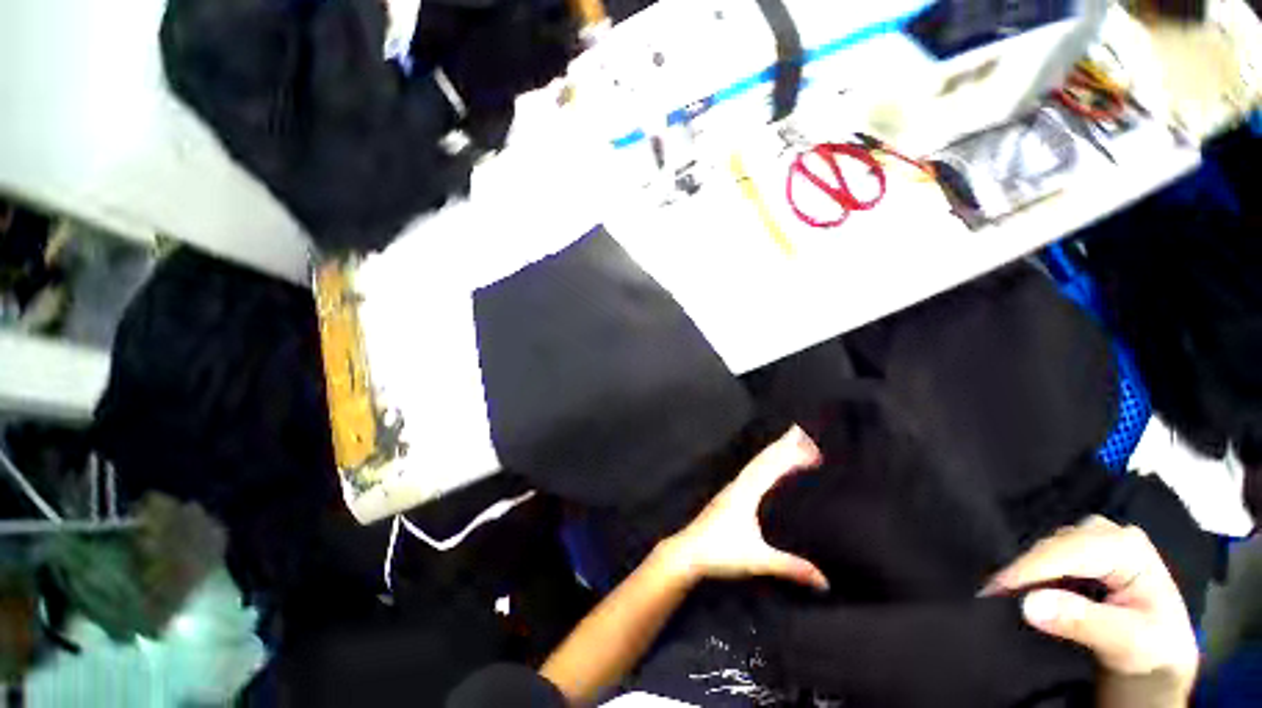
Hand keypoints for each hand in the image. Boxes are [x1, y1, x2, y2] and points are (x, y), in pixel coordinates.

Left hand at [663, 426, 828, 590]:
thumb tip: (824, 581)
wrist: (687, 552)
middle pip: (763, 459)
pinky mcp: (727, 497)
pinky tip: (763, 468)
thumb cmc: (719, 552)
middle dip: (781, 444)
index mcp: (746, 493)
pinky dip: (762, 463)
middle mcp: (738, 485)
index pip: (771, 467)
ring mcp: (731, 489)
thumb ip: (790, 567)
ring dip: (771, 451)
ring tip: (785, 441)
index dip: (790, 454)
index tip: (808, 444)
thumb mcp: (757, 560)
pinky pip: (750, 472)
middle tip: (798, 429)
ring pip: (755, 464)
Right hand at [984, 516, 1198, 701]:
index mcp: (1128, 547)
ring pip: (1046, 548)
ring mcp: (1093, 540)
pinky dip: (1031, 572)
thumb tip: (1029, 604)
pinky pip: (1048, 556)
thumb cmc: (1153, 649)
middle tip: (993, 595)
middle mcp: (1108, 533)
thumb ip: (1084, 623)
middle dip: (1024, 569)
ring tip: (1003, 592)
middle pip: (1054, 545)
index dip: (1030, 569)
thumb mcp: (1128, 643)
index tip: (995, 590)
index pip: (1069, 551)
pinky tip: (1020, 587)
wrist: (1160, 658)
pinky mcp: (1081, 552)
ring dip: (1025, 570)